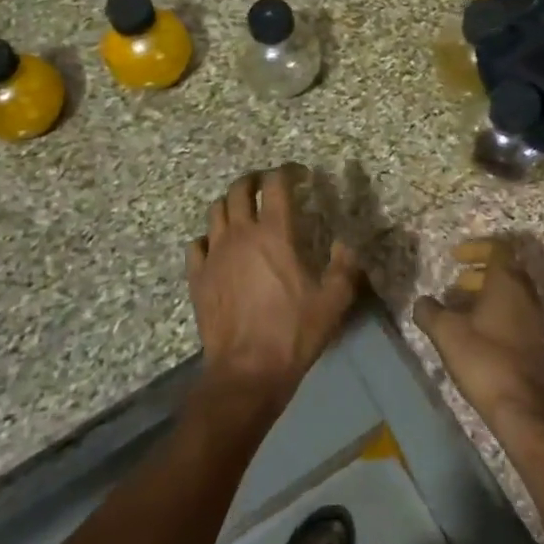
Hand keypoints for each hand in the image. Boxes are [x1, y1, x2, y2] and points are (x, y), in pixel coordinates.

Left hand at [186, 167, 362, 411]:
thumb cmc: (292, 332)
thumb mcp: (333, 301)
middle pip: (238, 189)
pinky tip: (218, 248)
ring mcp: (214, 254)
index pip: (276, 184)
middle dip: (254, 180)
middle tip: (268, 185)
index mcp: (274, 233)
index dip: (288, 172)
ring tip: (244, 212)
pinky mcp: (198, 277)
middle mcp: (241, 235)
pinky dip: (209, 238)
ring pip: (215, 211)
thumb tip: (345, 245)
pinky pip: (197, 244)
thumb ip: (344, 267)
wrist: (246, 371)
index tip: (300, 176)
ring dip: (231, 204)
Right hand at [413, 236, 543, 430]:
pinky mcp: (538, 342)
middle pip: (505, 270)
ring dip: (486, 295)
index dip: (475, 248)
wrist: (522, 407)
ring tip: (460, 311)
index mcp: (508, 282)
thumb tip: (422, 302)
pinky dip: (497, 314)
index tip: (455, 258)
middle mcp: (527, 294)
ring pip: (511, 294)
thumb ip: (430, 312)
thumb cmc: (484, 360)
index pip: (498, 248)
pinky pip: (516, 314)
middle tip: (456, 285)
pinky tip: (476, 334)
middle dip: (479, 273)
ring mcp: (536, 319)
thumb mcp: (447, 333)